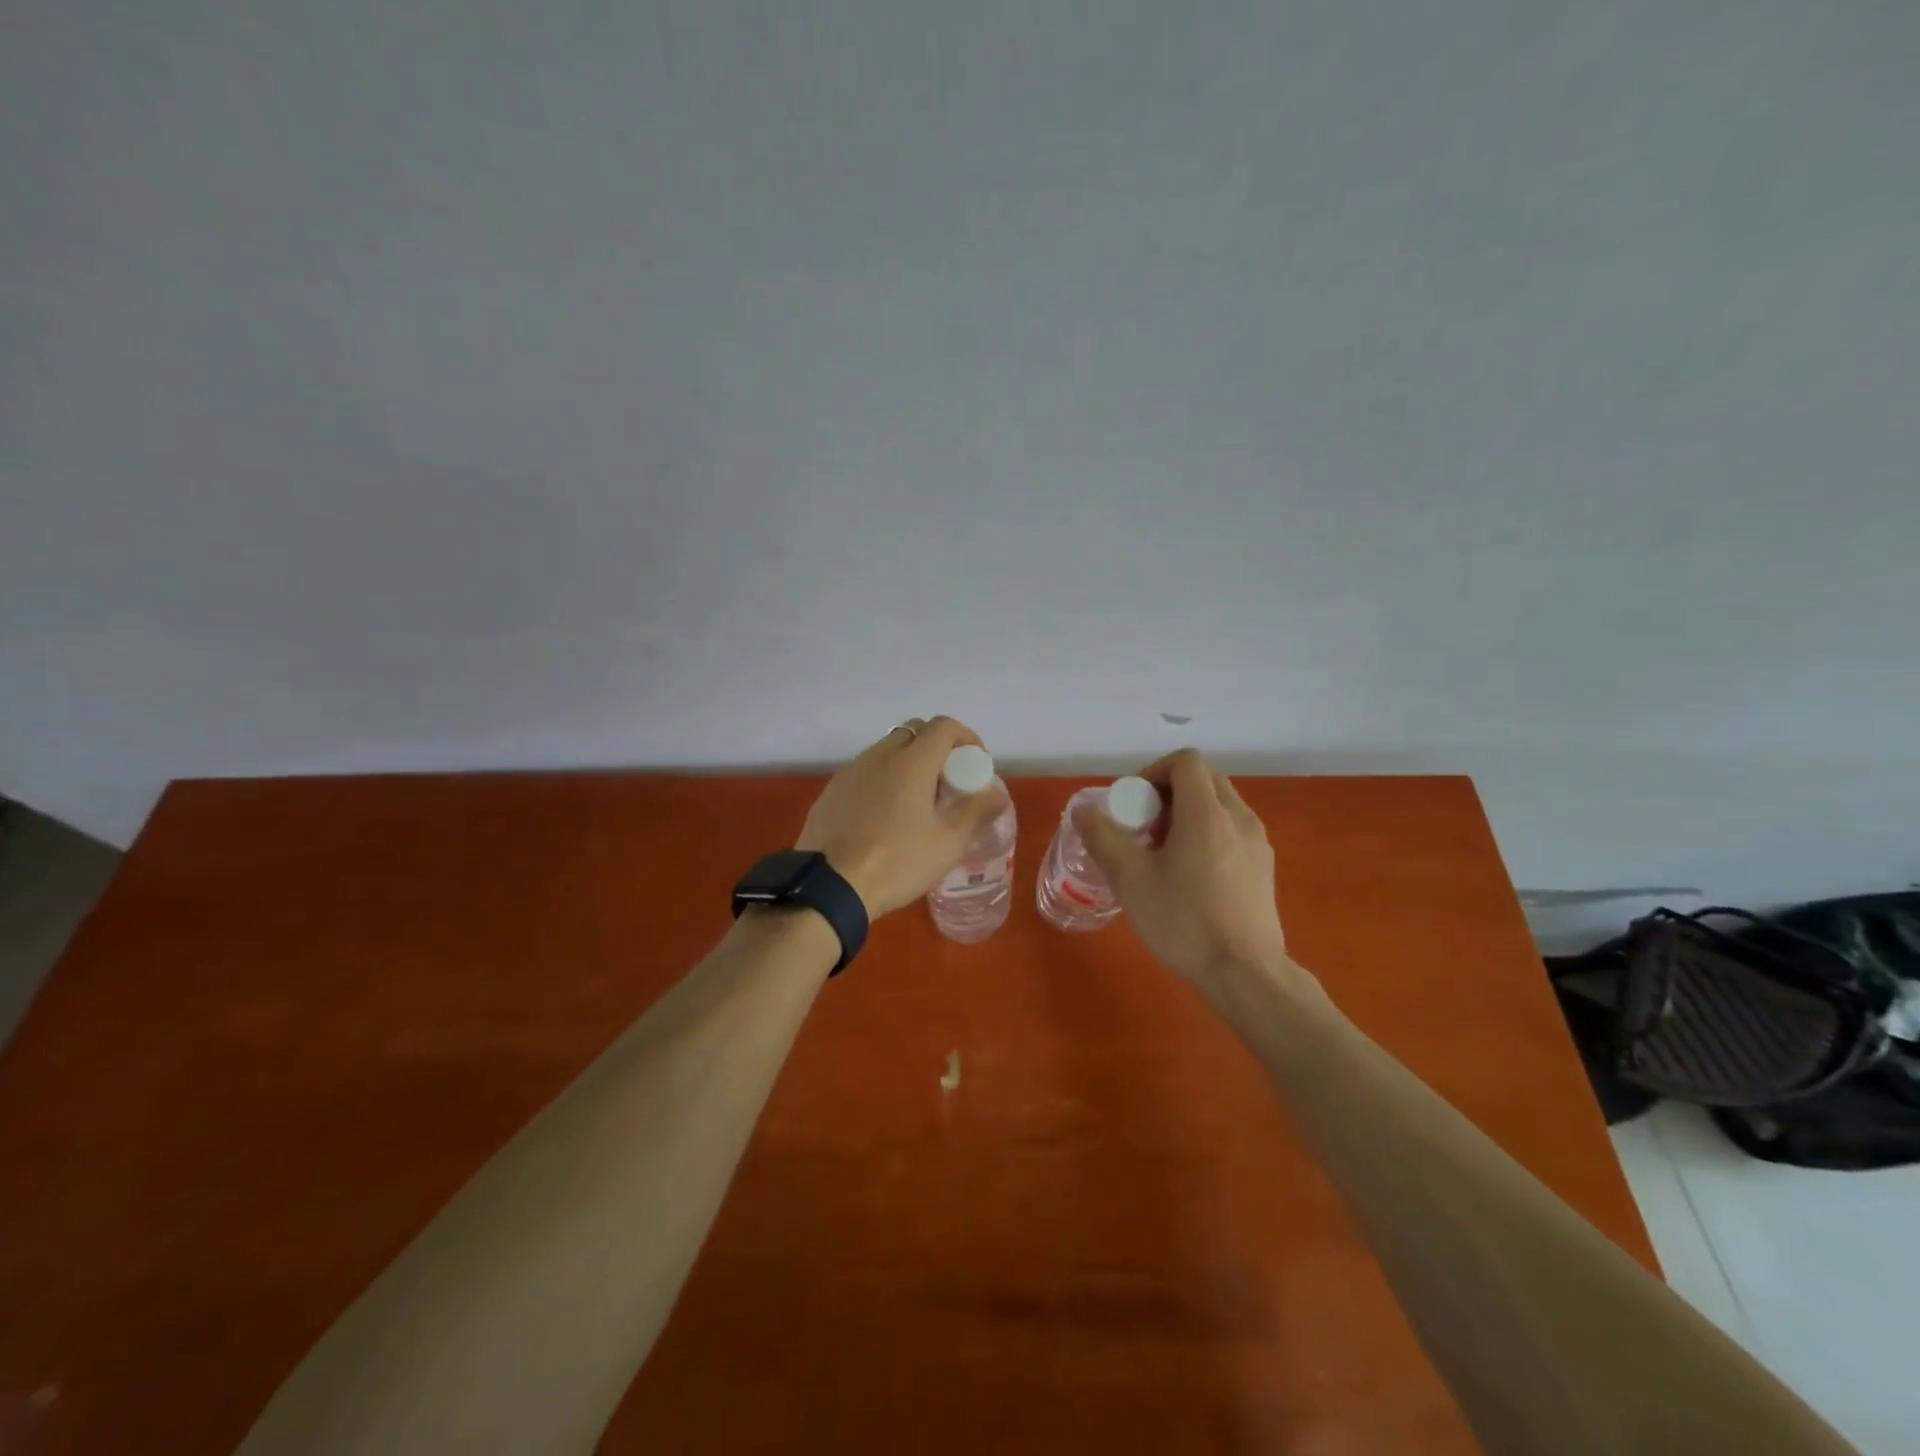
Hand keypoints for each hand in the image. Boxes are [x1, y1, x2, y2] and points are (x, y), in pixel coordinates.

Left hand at [796, 717, 1004, 918]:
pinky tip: (884, 816)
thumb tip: (997, 794)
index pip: (943, 727)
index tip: (975, 764)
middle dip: (936, 747)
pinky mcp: (831, 791)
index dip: (966, 738)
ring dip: (907, 762)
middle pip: (913, 731)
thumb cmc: (897, 862)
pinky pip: (864, 772)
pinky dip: (882, 780)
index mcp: (911, 762)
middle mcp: (879, 756)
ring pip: (886, 750)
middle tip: (947, 781)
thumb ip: (976, 812)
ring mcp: (850, 771)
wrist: (829, 887)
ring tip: (916, 801)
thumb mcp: (947, 843)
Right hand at [1079, 749, 1290, 993]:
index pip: (1185, 761)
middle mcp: (1239, 817)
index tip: (1135, 806)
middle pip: (1204, 778)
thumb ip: (1102, 837)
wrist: (1245, 974)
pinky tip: (1191, 875)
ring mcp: (1258, 842)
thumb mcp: (1129, 879)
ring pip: (1220, 804)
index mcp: (1207, 813)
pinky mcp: (1265, 867)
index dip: (1153, 772)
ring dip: (1188, 813)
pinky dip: (1208, 833)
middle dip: (1169, 792)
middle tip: (1145, 828)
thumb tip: (1084, 810)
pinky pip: (1233, 829)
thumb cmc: (1183, 921)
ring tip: (1165, 854)